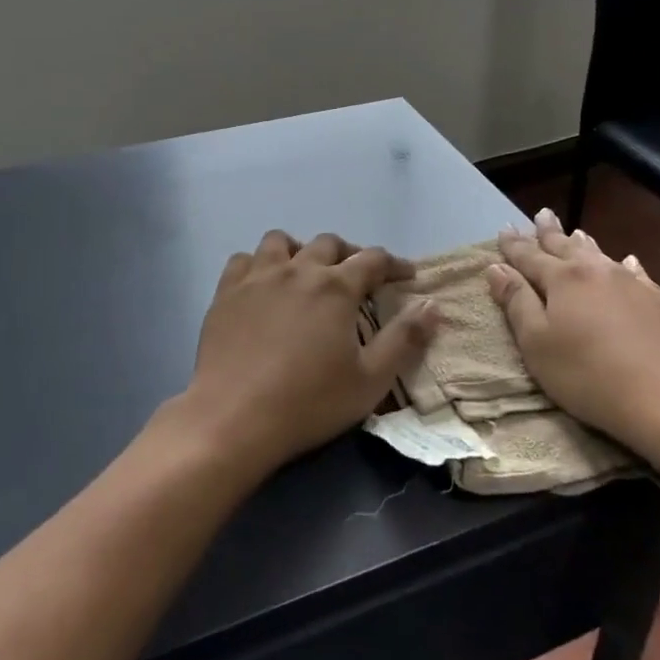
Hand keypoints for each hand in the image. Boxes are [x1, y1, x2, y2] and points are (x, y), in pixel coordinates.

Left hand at [175, 230, 438, 479]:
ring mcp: (258, 277)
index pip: (373, 259)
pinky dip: (258, 265)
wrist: (234, 418)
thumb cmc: (309, 402)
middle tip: (358, 278)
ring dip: (300, 250)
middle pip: (329, 243)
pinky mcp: (226, 292)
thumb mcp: (371, 379)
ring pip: (281, 241)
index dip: (395, 264)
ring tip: (305, 273)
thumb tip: (433, 305)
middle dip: (350, 254)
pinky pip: (243, 260)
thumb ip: (405, 338)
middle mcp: (298, 270)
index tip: (408, 276)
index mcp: (336, 287)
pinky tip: (263, 285)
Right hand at [485, 209, 659, 469]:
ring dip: (582, 242)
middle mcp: (594, 271)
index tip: (504, 229)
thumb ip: (516, 302)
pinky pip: (635, 272)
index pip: (530, 256)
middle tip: (541, 214)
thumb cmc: (587, 374)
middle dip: (548, 232)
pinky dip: (623, 264)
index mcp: (561, 279)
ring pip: (599, 254)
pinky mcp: (656, 301)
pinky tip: (627, 261)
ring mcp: (629, 283)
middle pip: (565, 246)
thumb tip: (496, 268)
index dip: (514, 245)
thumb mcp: (537, 343)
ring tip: (575, 231)